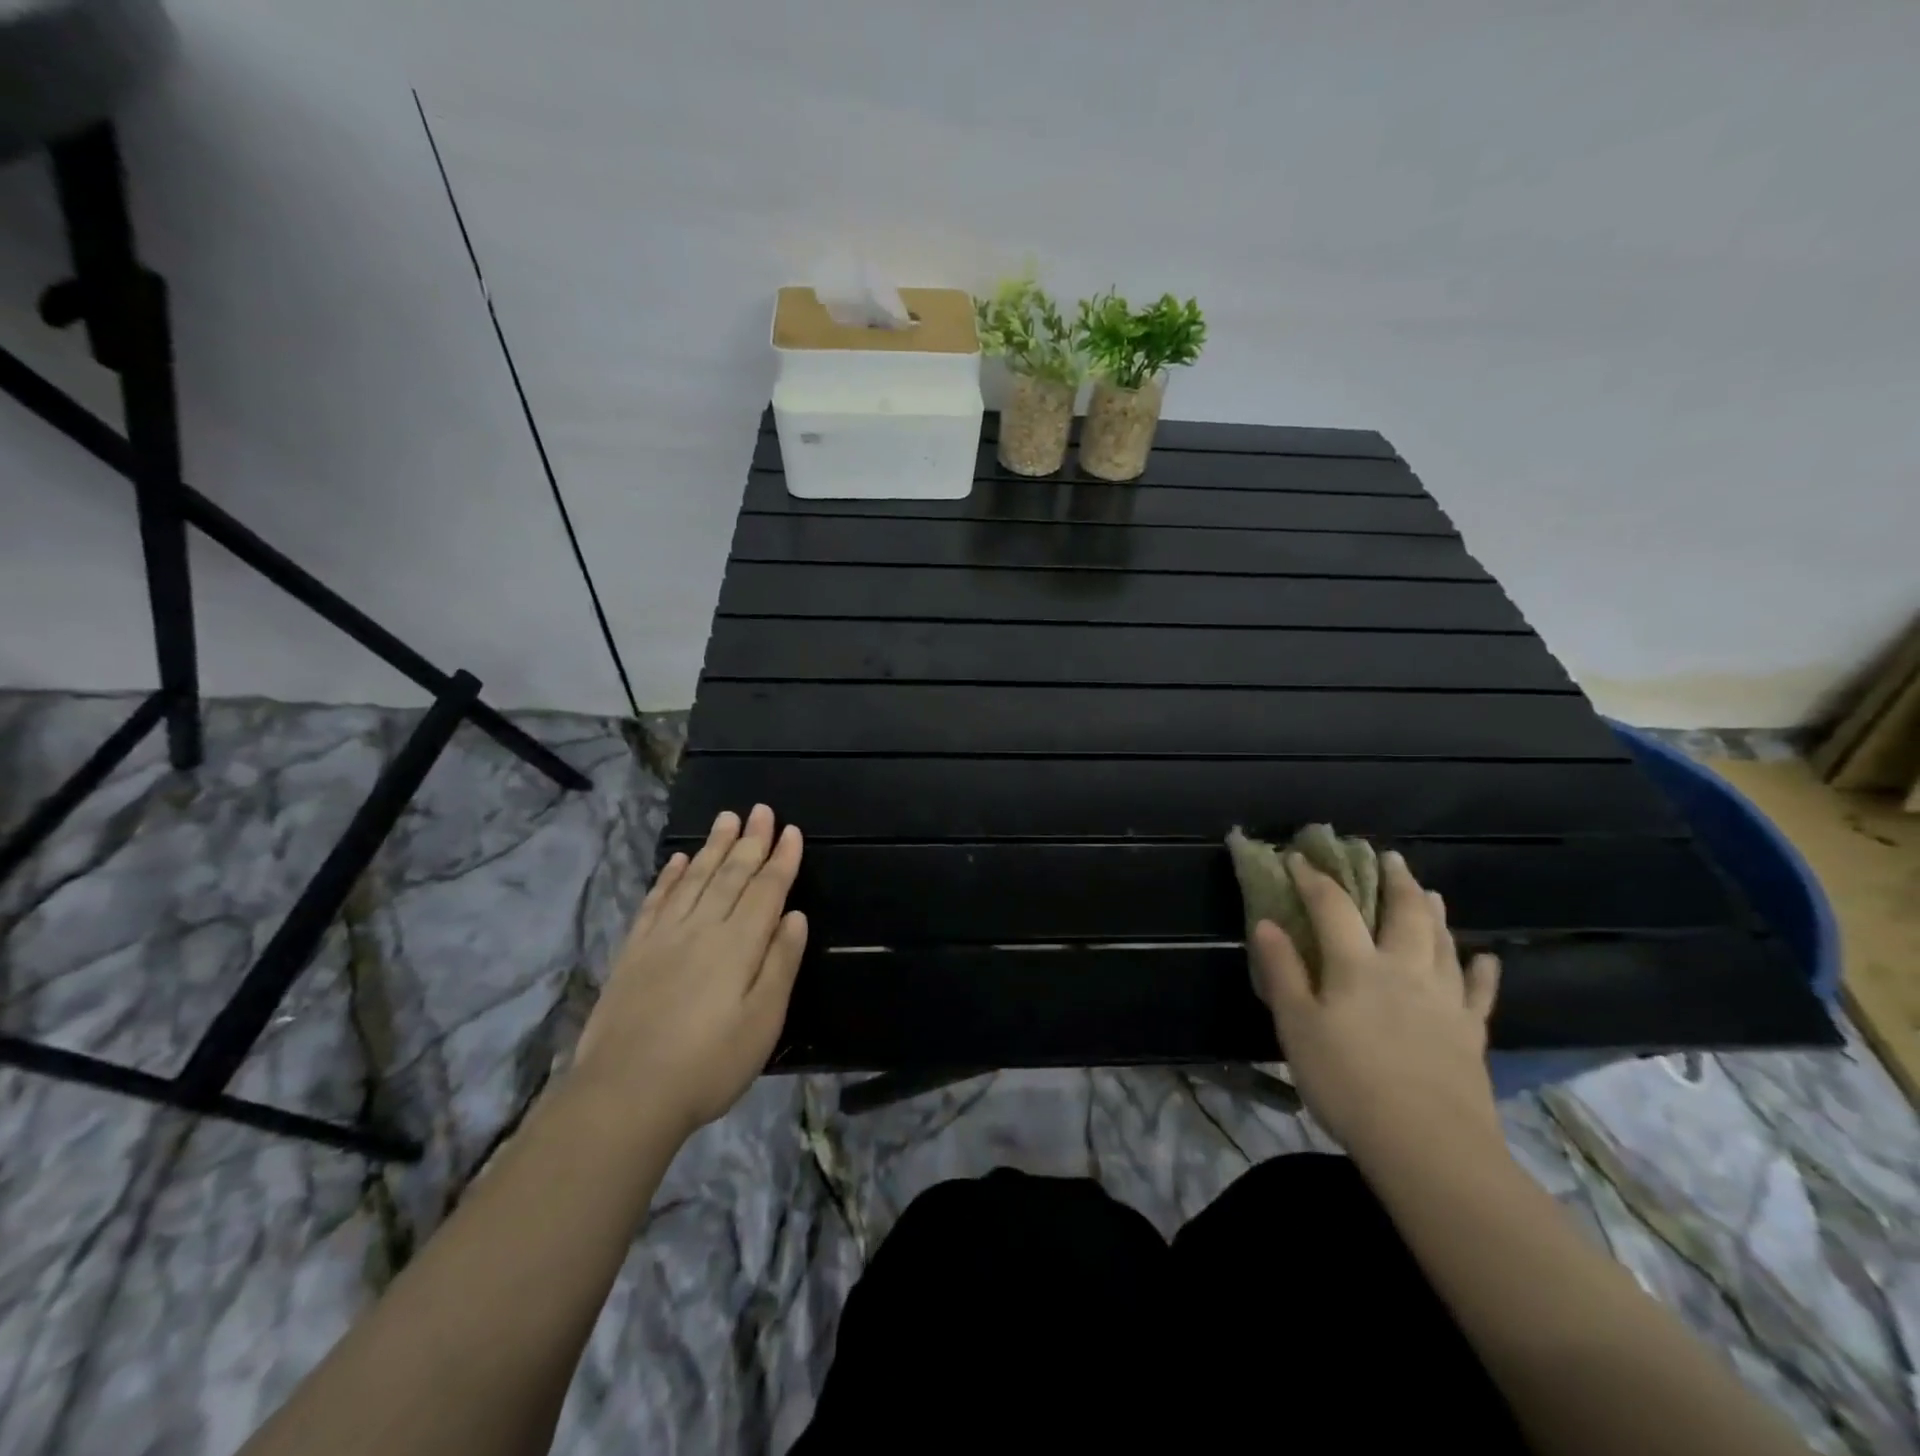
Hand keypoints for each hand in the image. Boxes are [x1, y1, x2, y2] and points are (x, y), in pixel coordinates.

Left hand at [571, 805, 808, 1139]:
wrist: (625, 1094)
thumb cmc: (709, 1063)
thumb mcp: (763, 1020)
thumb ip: (780, 963)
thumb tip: (794, 915)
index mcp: (739, 944)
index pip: (766, 889)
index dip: (781, 859)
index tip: (791, 831)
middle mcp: (702, 928)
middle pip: (730, 874)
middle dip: (750, 840)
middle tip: (761, 810)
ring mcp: (663, 937)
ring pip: (694, 879)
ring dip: (712, 847)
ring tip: (726, 819)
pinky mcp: (634, 952)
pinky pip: (656, 901)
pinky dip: (669, 877)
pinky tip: (677, 860)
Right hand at [1248, 850, 1503, 1164]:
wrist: (1428, 1147)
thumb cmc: (1347, 1082)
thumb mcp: (1296, 1026)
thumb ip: (1282, 971)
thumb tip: (1267, 924)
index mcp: (1357, 965)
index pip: (1333, 906)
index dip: (1313, 878)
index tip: (1298, 858)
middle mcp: (1405, 969)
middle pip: (1404, 912)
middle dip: (1393, 880)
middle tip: (1388, 857)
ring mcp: (1444, 1000)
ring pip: (1443, 942)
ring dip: (1433, 912)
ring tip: (1428, 891)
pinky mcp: (1470, 1033)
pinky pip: (1479, 992)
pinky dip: (1481, 970)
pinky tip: (1485, 958)